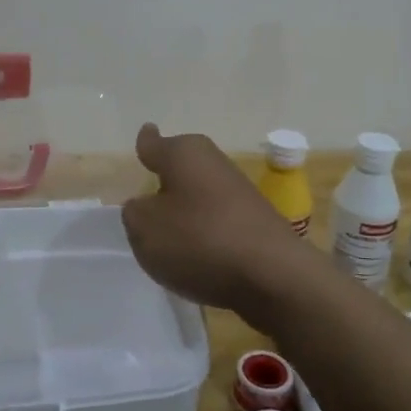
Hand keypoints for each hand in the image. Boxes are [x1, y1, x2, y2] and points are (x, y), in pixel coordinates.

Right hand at [120, 123, 309, 325]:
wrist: (274, 276)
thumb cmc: (200, 241)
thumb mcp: (145, 229)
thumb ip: (135, 214)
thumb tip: (146, 206)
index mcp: (184, 153)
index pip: (155, 144)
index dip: (147, 142)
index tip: (147, 134)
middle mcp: (213, 163)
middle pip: (181, 169)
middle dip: (166, 182)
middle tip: (147, 203)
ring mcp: (238, 192)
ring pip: (200, 197)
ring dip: (187, 213)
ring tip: (170, 242)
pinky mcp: (255, 222)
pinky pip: (218, 224)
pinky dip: (206, 236)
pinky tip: (200, 260)